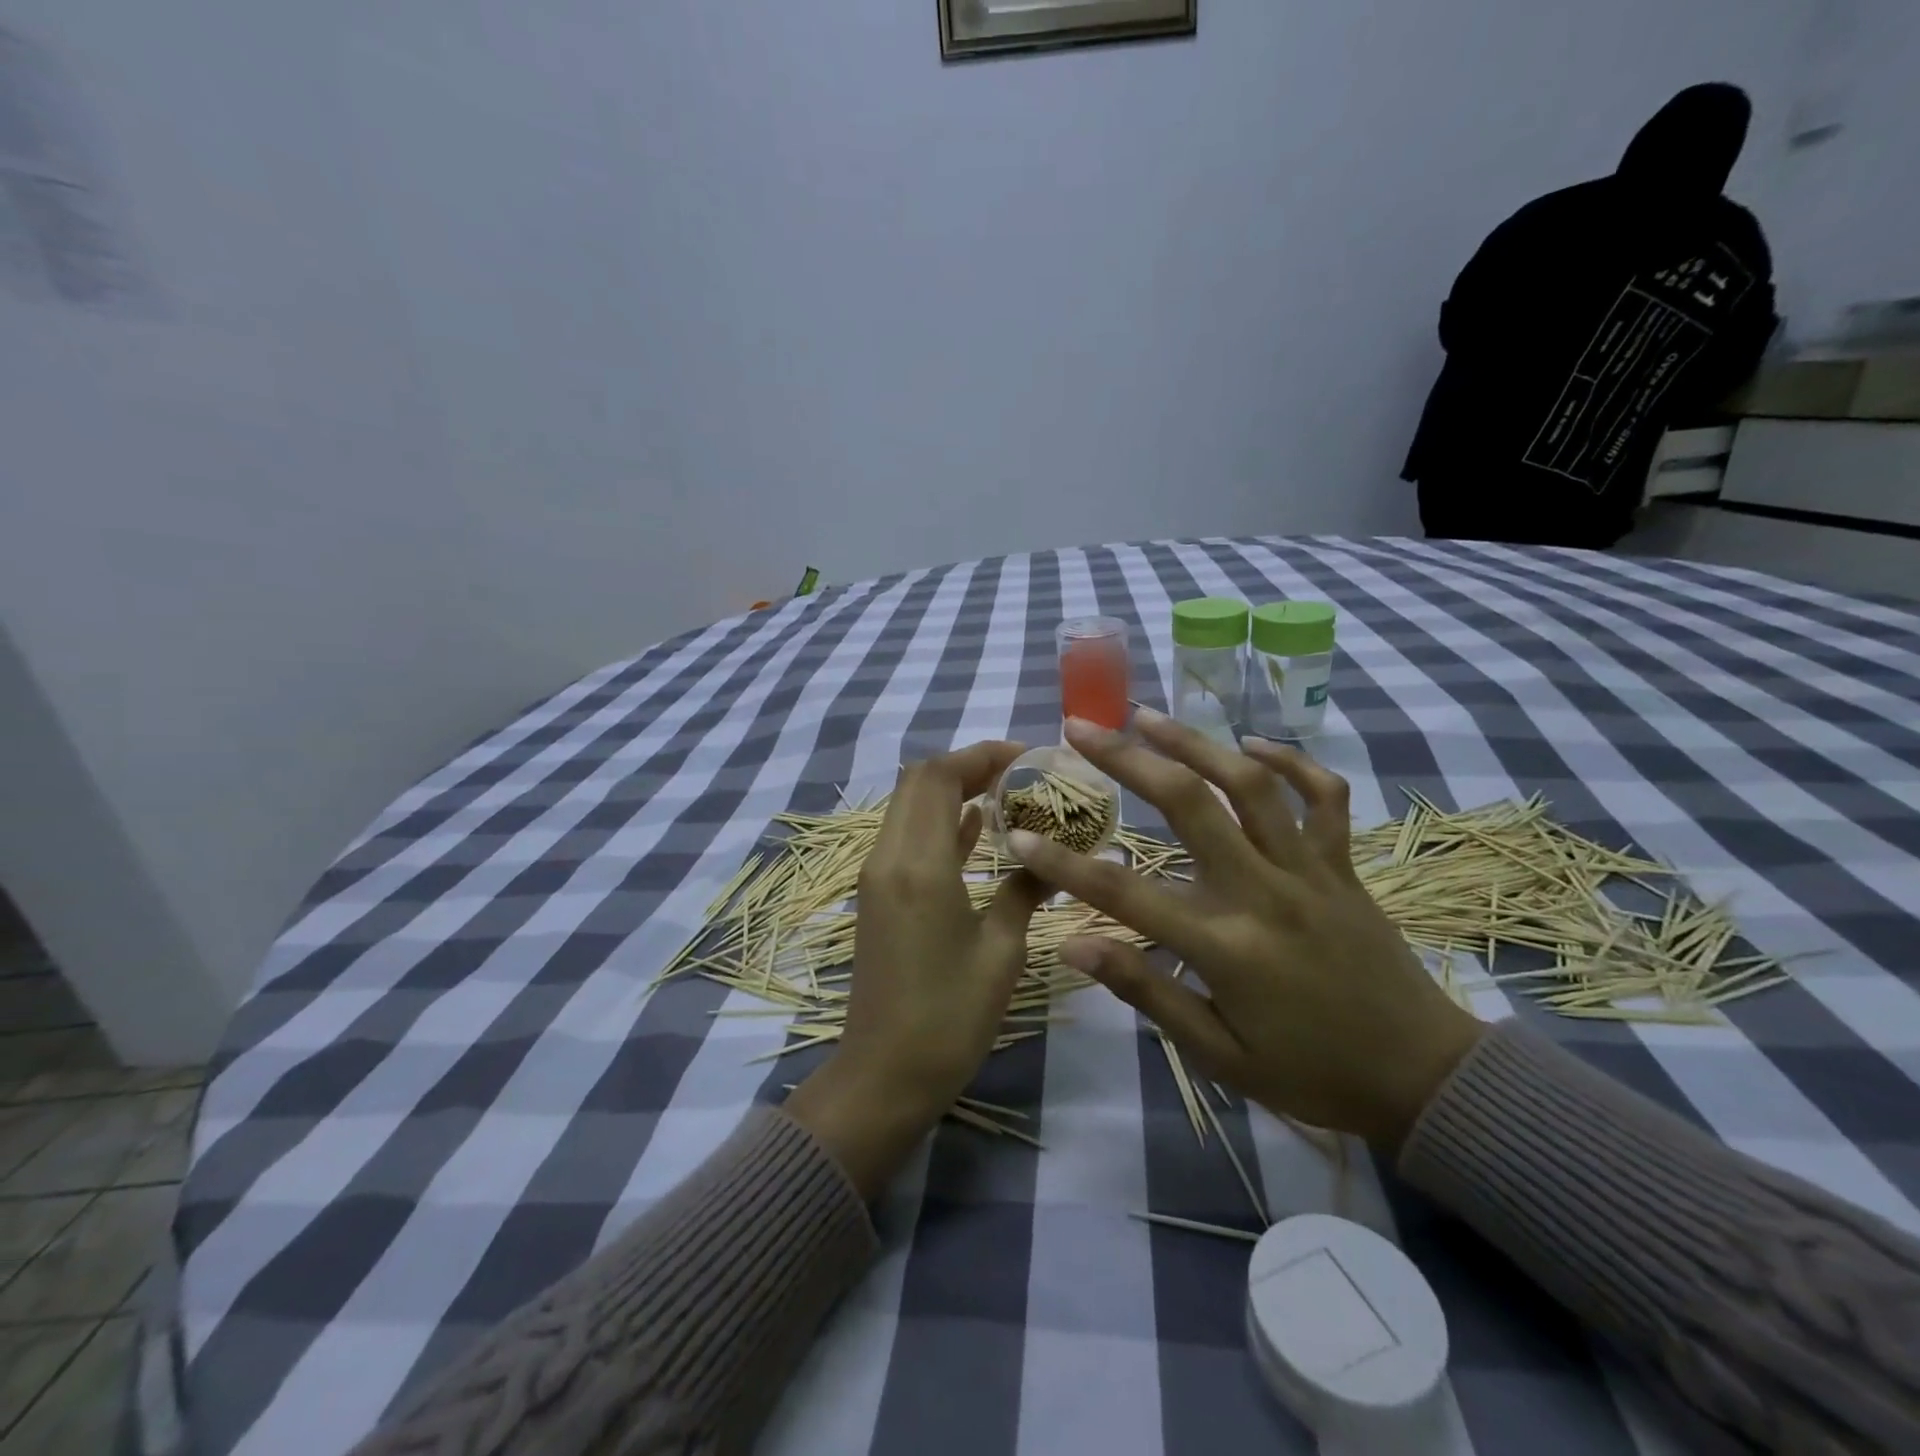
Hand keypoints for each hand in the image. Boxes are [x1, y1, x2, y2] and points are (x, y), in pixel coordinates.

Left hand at [785, 741, 1048, 1195]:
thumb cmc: (949, 1017)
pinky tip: (979, 829)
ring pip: (909, 807)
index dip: (981, 755)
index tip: (1027, 758)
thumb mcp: (1001, 951)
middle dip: (967, 766)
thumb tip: (1057, 858)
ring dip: (953, 791)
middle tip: (1020, 775)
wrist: (883, 1075)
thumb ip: (1025, 890)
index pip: (939, 776)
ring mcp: (877, 876)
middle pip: (918, 782)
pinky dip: (940, 822)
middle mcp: (889, 857)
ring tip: (1008, 795)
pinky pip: (907, 838)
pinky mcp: (877, 895)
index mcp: (919, 864)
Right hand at [1007, 712, 1482, 1149]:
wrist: (1424, 1076)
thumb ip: (1147, 991)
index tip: (1019, 835)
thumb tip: (1074, 949)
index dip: (1065, 865)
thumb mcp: (1219, 1054)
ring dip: (1195, 742)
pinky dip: (1291, 762)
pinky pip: (1323, 797)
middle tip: (1082, 729)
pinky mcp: (1343, 864)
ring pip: (1251, 784)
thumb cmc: (1311, 1072)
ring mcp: (1310, 869)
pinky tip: (1252, 745)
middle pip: (1190, 805)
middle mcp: (1265, 891)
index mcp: (1226, 946)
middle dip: (1128, 759)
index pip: (1127, 895)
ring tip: (1148, 715)